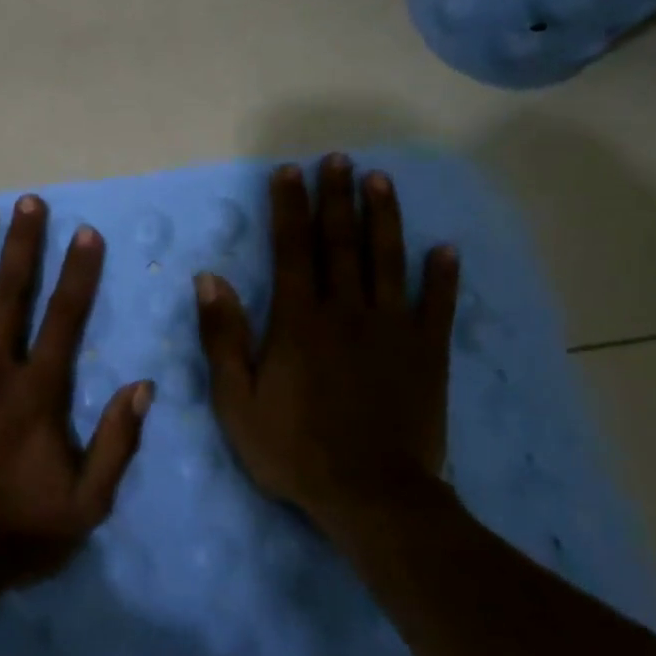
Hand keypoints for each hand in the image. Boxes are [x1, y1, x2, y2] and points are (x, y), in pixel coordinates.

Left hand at [0, 194, 152, 585]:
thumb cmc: (13, 532)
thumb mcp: (87, 504)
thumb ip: (118, 444)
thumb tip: (144, 386)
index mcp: (38, 391)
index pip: (65, 317)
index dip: (79, 272)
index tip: (86, 232)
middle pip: (11, 293)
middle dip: (23, 243)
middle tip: (28, 201)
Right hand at [196, 154, 460, 531]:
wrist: (372, 496)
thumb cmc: (294, 449)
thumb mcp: (236, 400)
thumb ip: (223, 337)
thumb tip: (210, 279)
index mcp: (299, 320)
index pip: (292, 249)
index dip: (289, 207)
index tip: (289, 172)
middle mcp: (346, 310)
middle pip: (341, 242)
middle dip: (337, 197)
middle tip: (339, 159)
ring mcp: (392, 328)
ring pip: (387, 260)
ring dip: (384, 217)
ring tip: (381, 180)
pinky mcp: (427, 353)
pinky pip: (437, 305)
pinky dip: (443, 275)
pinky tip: (445, 248)